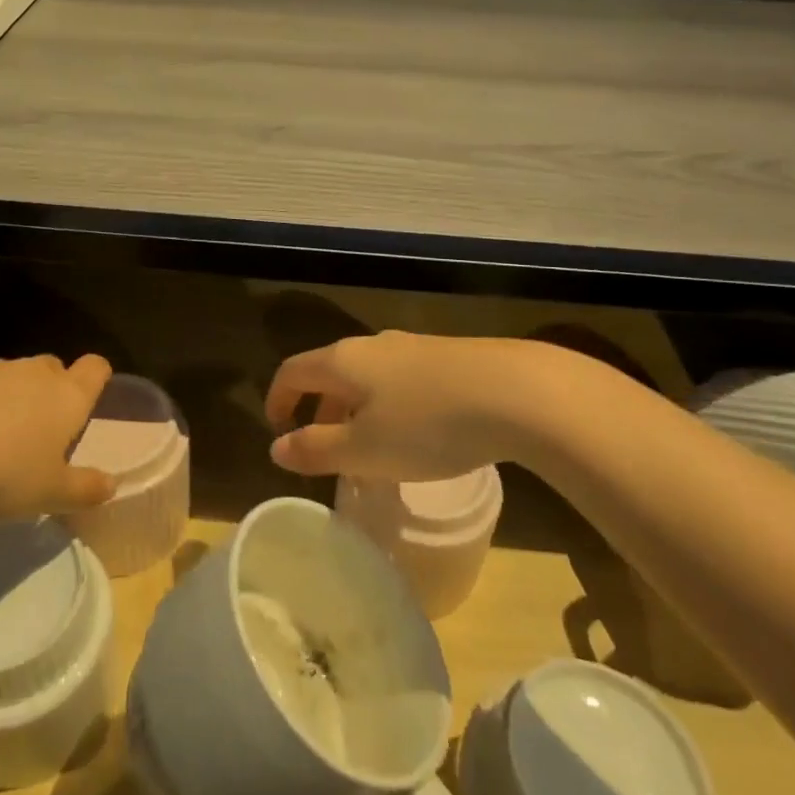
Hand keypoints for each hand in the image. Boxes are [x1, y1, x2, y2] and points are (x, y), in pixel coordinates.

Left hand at [0, 354, 117, 520]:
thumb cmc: (1, 476)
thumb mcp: (49, 495)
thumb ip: (84, 489)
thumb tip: (111, 486)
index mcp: (66, 397)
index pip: (95, 369)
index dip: (94, 379)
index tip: (87, 398)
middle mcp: (31, 373)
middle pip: (50, 368)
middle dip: (46, 391)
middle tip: (33, 431)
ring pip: (4, 376)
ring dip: (0, 398)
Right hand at [265, 333, 552, 480]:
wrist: (517, 392)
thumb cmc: (428, 424)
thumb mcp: (364, 449)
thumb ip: (316, 449)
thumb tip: (277, 448)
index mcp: (344, 361)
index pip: (293, 371)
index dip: (278, 400)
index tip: (277, 431)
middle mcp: (374, 345)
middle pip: (332, 372)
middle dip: (321, 410)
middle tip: (325, 449)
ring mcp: (414, 347)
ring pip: (370, 377)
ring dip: (358, 411)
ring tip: (372, 449)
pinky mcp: (449, 357)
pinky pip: (403, 381)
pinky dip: (392, 407)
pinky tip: (418, 436)